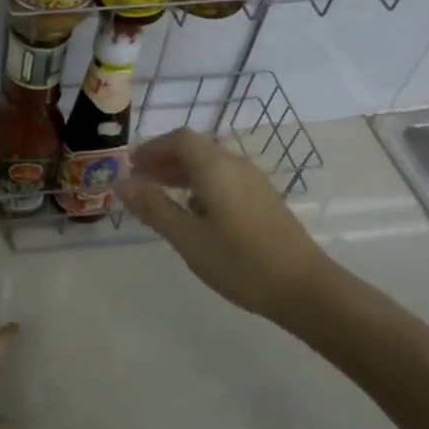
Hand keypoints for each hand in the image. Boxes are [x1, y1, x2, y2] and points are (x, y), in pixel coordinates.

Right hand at [118, 129, 332, 326]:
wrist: (305, 289)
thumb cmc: (241, 262)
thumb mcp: (188, 238)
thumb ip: (154, 208)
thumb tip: (122, 184)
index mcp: (215, 168)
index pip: (179, 139)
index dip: (152, 148)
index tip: (131, 167)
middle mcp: (236, 166)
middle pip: (195, 149)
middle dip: (164, 160)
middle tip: (139, 181)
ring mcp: (254, 182)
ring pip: (211, 165)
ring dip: (182, 173)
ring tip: (160, 196)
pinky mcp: (264, 200)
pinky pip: (225, 179)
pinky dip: (201, 185)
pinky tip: (194, 213)